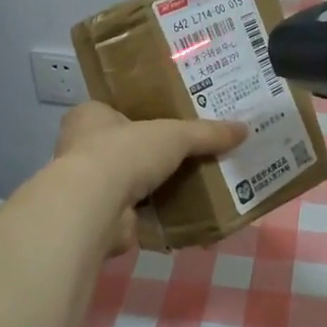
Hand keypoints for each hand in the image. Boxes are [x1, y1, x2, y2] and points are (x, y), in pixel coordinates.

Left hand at [51, 103, 245, 254]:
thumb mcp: (175, 135)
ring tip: (192, 182)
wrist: (95, 207)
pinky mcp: (100, 217)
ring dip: (154, 185)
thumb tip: (244, 129)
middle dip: (152, 152)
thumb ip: (207, 133)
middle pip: (124, 146)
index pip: (115, 109)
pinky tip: (183, 214)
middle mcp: (81, 148)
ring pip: (129, 180)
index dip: (141, 113)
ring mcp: (88, 186)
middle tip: (189, 151)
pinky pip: (135, 212)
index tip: (170, 119)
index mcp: (89, 116)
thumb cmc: (124, 152)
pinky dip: (156, 214)